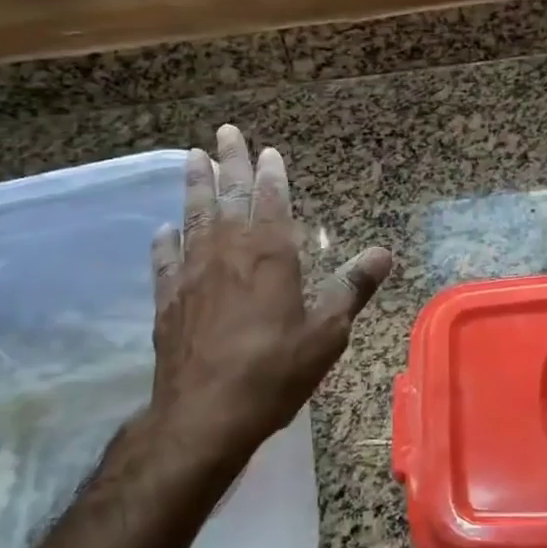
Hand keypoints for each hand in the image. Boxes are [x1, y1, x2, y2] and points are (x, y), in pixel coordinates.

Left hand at [132, 124, 393, 479]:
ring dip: (194, 185)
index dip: (270, 174)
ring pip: (194, 216)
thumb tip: (382, 253)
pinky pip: (165, 259)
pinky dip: (166, 241)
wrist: (204, 416)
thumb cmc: (274, 372)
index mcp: (270, 255)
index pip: (271, 200)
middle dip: (228, 161)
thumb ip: (351, 288)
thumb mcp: (327, 333)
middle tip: (224, 131)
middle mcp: (228, 252)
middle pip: (228, 196)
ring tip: (191, 157)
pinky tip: (164, 229)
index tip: (267, 150)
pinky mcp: (168, 299)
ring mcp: (193, 273)